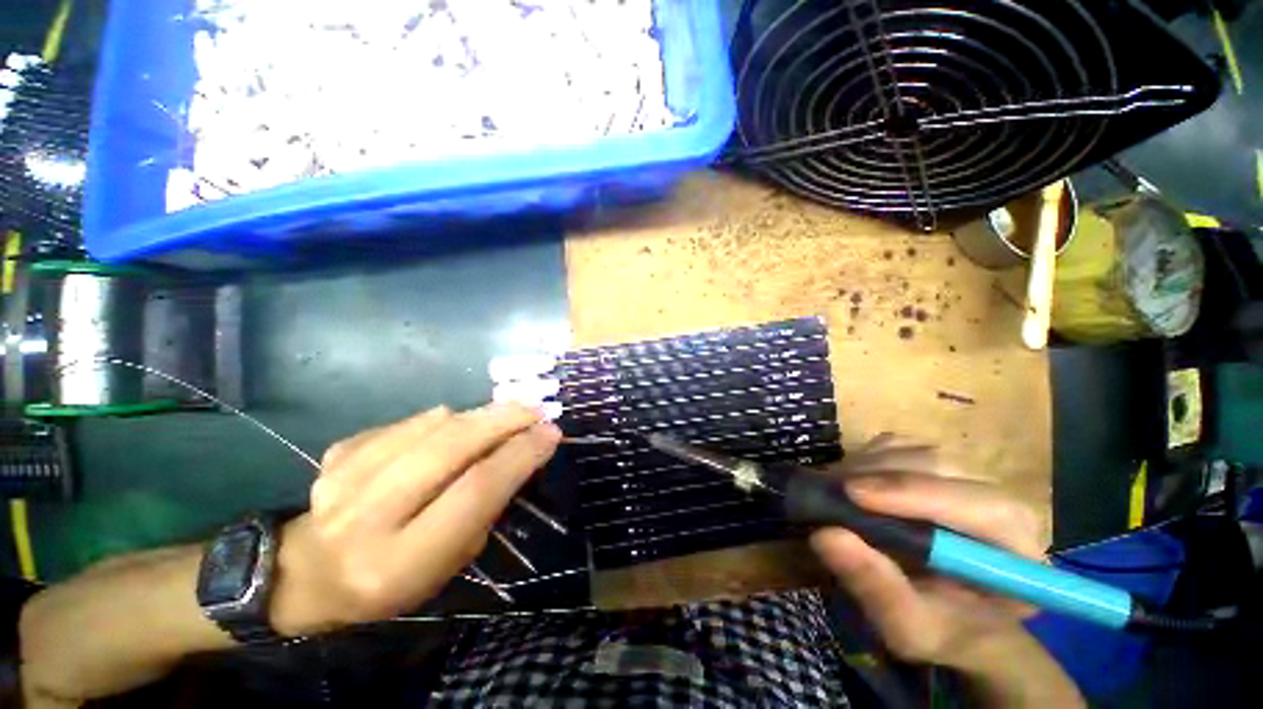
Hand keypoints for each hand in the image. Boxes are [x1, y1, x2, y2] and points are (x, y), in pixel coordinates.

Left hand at [270, 403, 560, 635]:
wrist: (308, 574)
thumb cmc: (394, 580)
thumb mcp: (450, 562)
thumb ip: (484, 508)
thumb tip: (519, 452)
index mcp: (400, 560)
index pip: (475, 491)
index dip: (519, 454)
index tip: (551, 433)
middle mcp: (367, 517)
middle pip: (450, 448)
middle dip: (503, 420)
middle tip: (534, 409)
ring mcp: (344, 478)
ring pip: (430, 426)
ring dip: (478, 414)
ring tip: (504, 413)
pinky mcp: (337, 453)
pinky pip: (406, 422)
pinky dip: (440, 419)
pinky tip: (451, 428)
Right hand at [809, 439, 1043, 668]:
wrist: (949, 615)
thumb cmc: (940, 629)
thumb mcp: (910, 628)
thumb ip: (877, 587)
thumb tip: (825, 535)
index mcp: (1016, 551)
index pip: (982, 507)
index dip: (915, 495)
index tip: (853, 494)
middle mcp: (1002, 503)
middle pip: (943, 468)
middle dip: (882, 475)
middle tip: (833, 490)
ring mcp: (968, 477)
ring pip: (915, 450)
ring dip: (869, 466)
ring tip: (835, 489)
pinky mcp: (935, 466)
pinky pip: (898, 445)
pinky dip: (867, 458)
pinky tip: (850, 482)